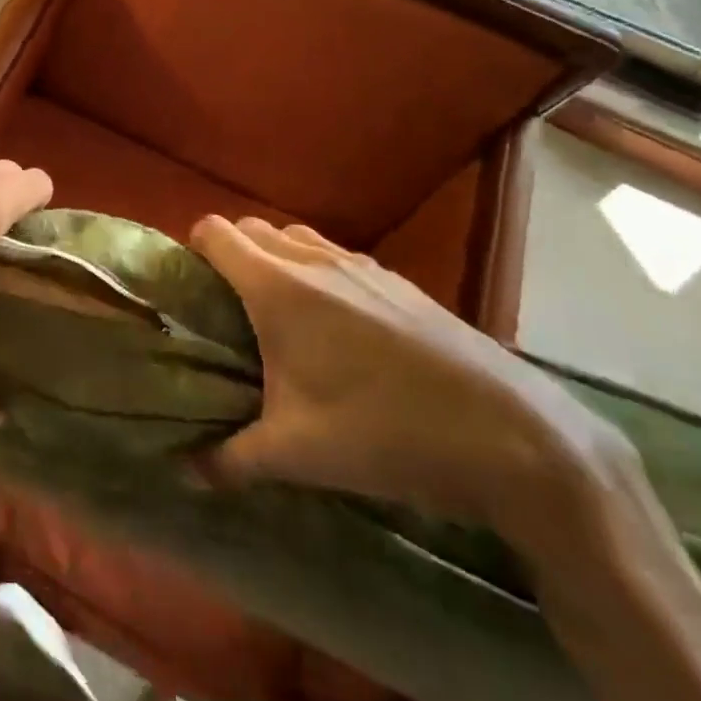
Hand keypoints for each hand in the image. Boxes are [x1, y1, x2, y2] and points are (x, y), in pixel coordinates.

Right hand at [190, 216, 621, 530]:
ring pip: (297, 239)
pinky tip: (342, 333)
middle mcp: (315, 260)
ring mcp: (363, 266)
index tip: (192, 294)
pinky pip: (339, 257)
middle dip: (232, 258)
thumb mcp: (297, 454)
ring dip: (277, 262)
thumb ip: (230, 459)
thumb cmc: (386, 432)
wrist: (515, 436)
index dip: (193, 252)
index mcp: (278, 287)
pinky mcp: (401, 282)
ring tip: (283, 320)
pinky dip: (320, 275)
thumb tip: (185, 471)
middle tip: (229, 313)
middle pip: (252, 229)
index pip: (214, 232)